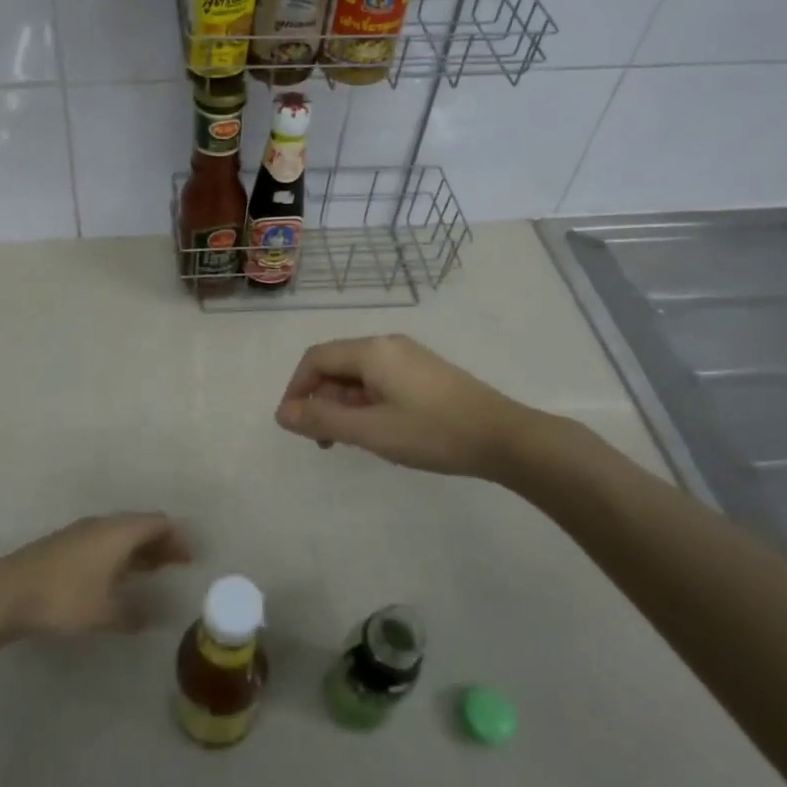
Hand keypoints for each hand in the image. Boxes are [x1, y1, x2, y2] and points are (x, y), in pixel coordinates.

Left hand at [0, 513, 193, 637]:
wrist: (8, 591)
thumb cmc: (64, 597)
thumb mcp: (104, 613)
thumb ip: (132, 615)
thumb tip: (150, 617)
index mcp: (119, 532)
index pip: (158, 523)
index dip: (178, 538)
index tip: (190, 559)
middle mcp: (103, 525)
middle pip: (141, 524)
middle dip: (161, 542)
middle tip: (175, 565)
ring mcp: (82, 532)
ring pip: (121, 533)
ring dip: (139, 549)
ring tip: (151, 571)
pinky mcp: (65, 544)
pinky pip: (104, 541)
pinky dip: (120, 553)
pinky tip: (116, 577)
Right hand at [276, 334, 539, 480]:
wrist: (504, 438)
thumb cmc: (432, 432)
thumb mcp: (371, 431)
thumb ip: (322, 421)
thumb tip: (282, 413)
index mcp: (372, 351)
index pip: (316, 359)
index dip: (296, 388)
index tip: (293, 424)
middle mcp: (388, 345)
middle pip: (336, 364)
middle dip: (319, 399)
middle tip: (322, 440)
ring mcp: (409, 358)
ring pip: (358, 375)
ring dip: (342, 405)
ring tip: (347, 441)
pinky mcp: (425, 374)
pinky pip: (380, 381)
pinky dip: (365, 403)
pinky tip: (376, 431)